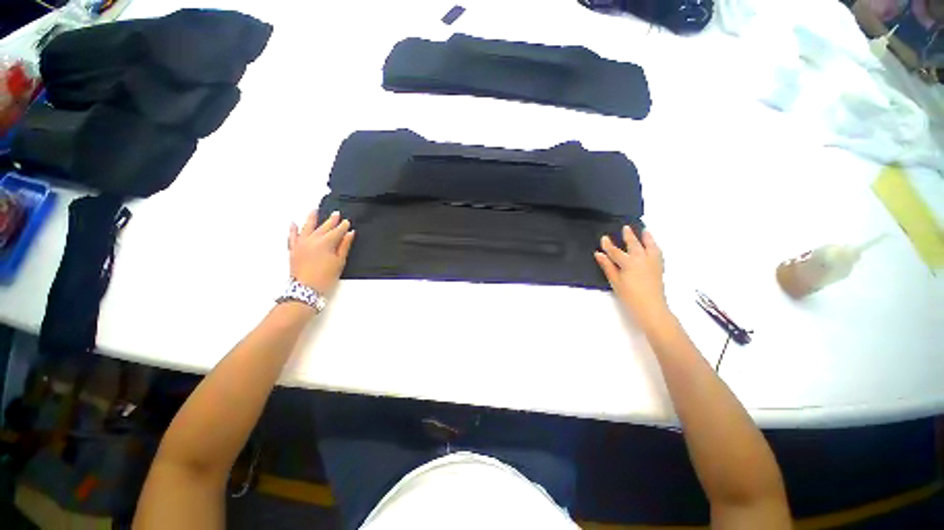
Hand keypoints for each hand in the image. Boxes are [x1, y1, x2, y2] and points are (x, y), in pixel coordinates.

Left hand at [288, 211, 354, 292]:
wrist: (305, 289)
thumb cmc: (325, 277)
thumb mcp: (339, 262)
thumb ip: (344, 246)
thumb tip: (350, 234)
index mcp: (326, 242)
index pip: (337, 231)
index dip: (343, 226)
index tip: (347, 222)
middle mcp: (312, 239)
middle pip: (323, 227)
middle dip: (331, 220)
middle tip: (336, 213)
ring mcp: (301, 243)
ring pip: (307, 227)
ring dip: (311, 218)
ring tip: (314, 210)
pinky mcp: (293, 249)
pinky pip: (292, 236)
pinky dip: (293, 229)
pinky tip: (294, 224)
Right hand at [595, 226, 670, 329]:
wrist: (651, 308)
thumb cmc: (630, 297)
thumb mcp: (615, 282)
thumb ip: (608, 266)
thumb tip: (599, 254)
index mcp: (629, 262)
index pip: (616, 251)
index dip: (608, 244)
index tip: (604, 237)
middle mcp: (642, 259)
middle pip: (634, 244)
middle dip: (629, 236)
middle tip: (625, 227)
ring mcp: (652, 263)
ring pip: (650, 246)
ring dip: (646, 237)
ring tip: (644, 230)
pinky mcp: (659, 268)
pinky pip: (658, 253)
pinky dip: (654, 246)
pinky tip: (653, 246)